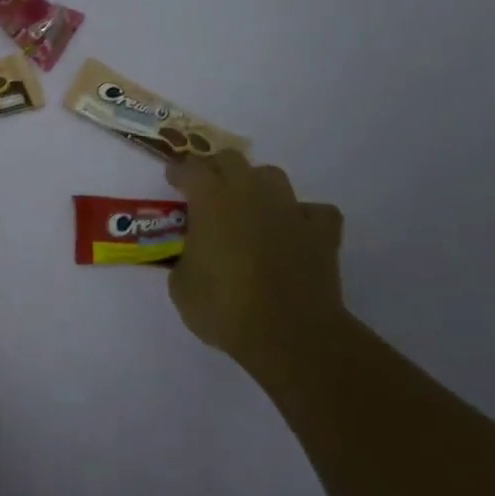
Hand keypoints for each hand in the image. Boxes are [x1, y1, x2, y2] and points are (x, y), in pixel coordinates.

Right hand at [165, 151, 346, 389]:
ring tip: (251, 207)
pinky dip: (304, 217)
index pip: (190, 168)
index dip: (179, 172)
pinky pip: (314, 211)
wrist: (291, 336)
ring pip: (272, 176)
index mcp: (211, 200)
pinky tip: (296, 231)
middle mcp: (249, 193)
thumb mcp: (182, 287)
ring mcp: (289, 210)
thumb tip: (193, 258)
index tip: (173, 180)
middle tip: (208, 190)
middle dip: (217, 169)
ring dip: (258, 186)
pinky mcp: (321, 233)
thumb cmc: (226, 308)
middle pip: (231, 159)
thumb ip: (184, 260)